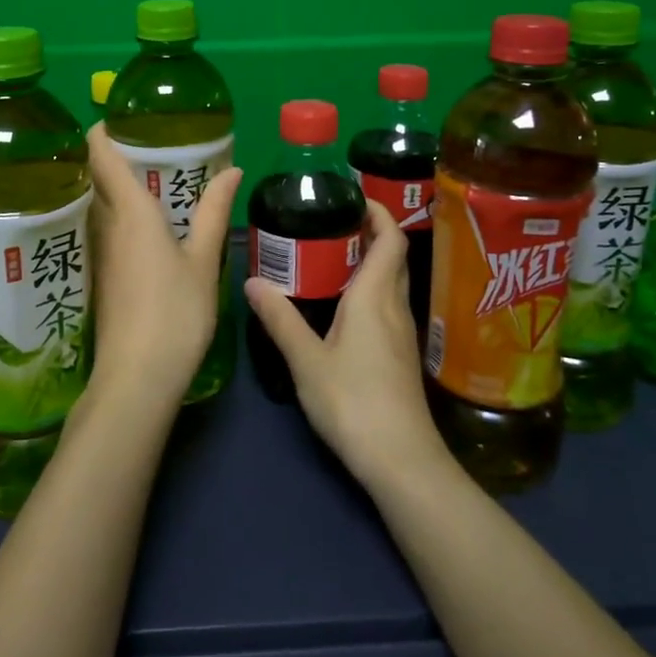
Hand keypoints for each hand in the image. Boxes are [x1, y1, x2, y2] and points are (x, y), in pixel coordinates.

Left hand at [84, 123, 241, 412]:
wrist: (137, 377)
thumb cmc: (175, 312)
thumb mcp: (202, 260)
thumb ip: (213, 212)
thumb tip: (231, 169)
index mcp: (131, 212)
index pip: (102, 156)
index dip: (102, 131)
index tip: (117, 115)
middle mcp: (106, 226)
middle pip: (95, 178)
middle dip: (109, 155)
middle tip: (143, 142)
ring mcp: (99, 253)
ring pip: (97, 205)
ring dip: (110, 185)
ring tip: (144, 176)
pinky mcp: (99, 276)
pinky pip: (102, 230)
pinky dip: (115, 215)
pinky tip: (140, 224)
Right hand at [243, 202, 451, 492]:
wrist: (401, 459)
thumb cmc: (353, 402)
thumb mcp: (306, 360)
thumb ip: (280, 319)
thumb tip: (252, 281)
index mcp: (375, 297)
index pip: (389, 240)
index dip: (379, 213)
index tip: (354, 196)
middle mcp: (395, 307)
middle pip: (392, 258)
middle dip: (371, 233)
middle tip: (332, 222)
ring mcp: (403, 333)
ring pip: (391, 283)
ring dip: (370, 262)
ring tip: (331, 256)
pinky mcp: (401, 356)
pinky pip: (388, 306)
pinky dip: (370, 290)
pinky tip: (342, 306)